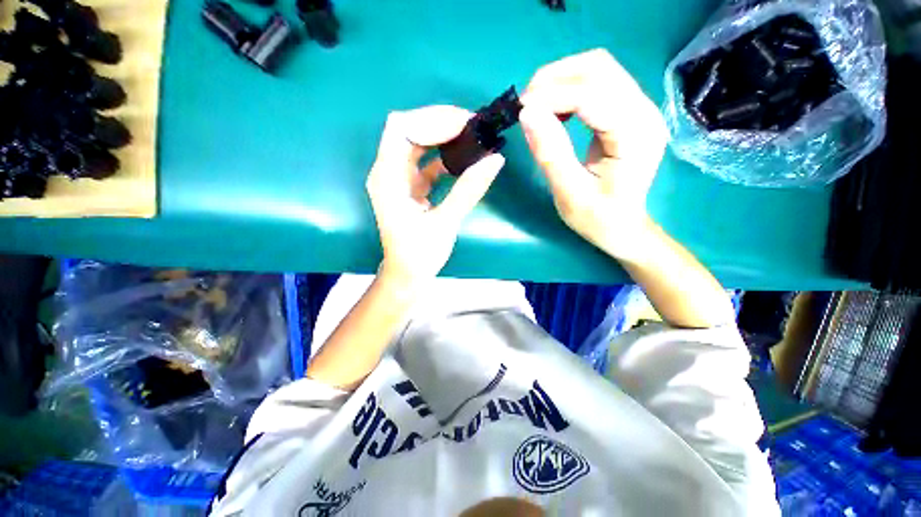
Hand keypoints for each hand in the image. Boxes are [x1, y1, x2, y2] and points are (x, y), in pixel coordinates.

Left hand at [367, 106, 504, 286]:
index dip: (431, 120)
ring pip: (417, 142)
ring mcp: (398, 178)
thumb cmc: (419, 254)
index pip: (401, 129)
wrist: (407, 274)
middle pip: (408, 129)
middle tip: (472, 125)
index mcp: (387, 179)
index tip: (464, 124)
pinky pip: (425, 160)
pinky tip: (463, 158)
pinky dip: (443, 155)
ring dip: (442, 135)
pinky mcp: (410, 185)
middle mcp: (387, 172)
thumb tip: (495, 160)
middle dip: (439, 122)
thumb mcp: (445, 223)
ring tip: (471, 135)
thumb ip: (468, 190)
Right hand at [519, 49, 667, 257]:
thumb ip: (550, 152)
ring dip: (561, 80)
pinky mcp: (628, 111)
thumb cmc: (598, 218)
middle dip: (555, 79)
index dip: (552, 95)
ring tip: (537, 107)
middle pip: (599, 68)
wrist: (623, 227)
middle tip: (526, 105)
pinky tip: (556, 111)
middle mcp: (644, 111)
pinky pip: (598, 83)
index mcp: (635, 134)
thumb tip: (526, 113)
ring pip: (598, 68)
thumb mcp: (569, 192)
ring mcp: (639, 107)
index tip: (520, 109)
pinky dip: (570, 88)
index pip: (592, 94)